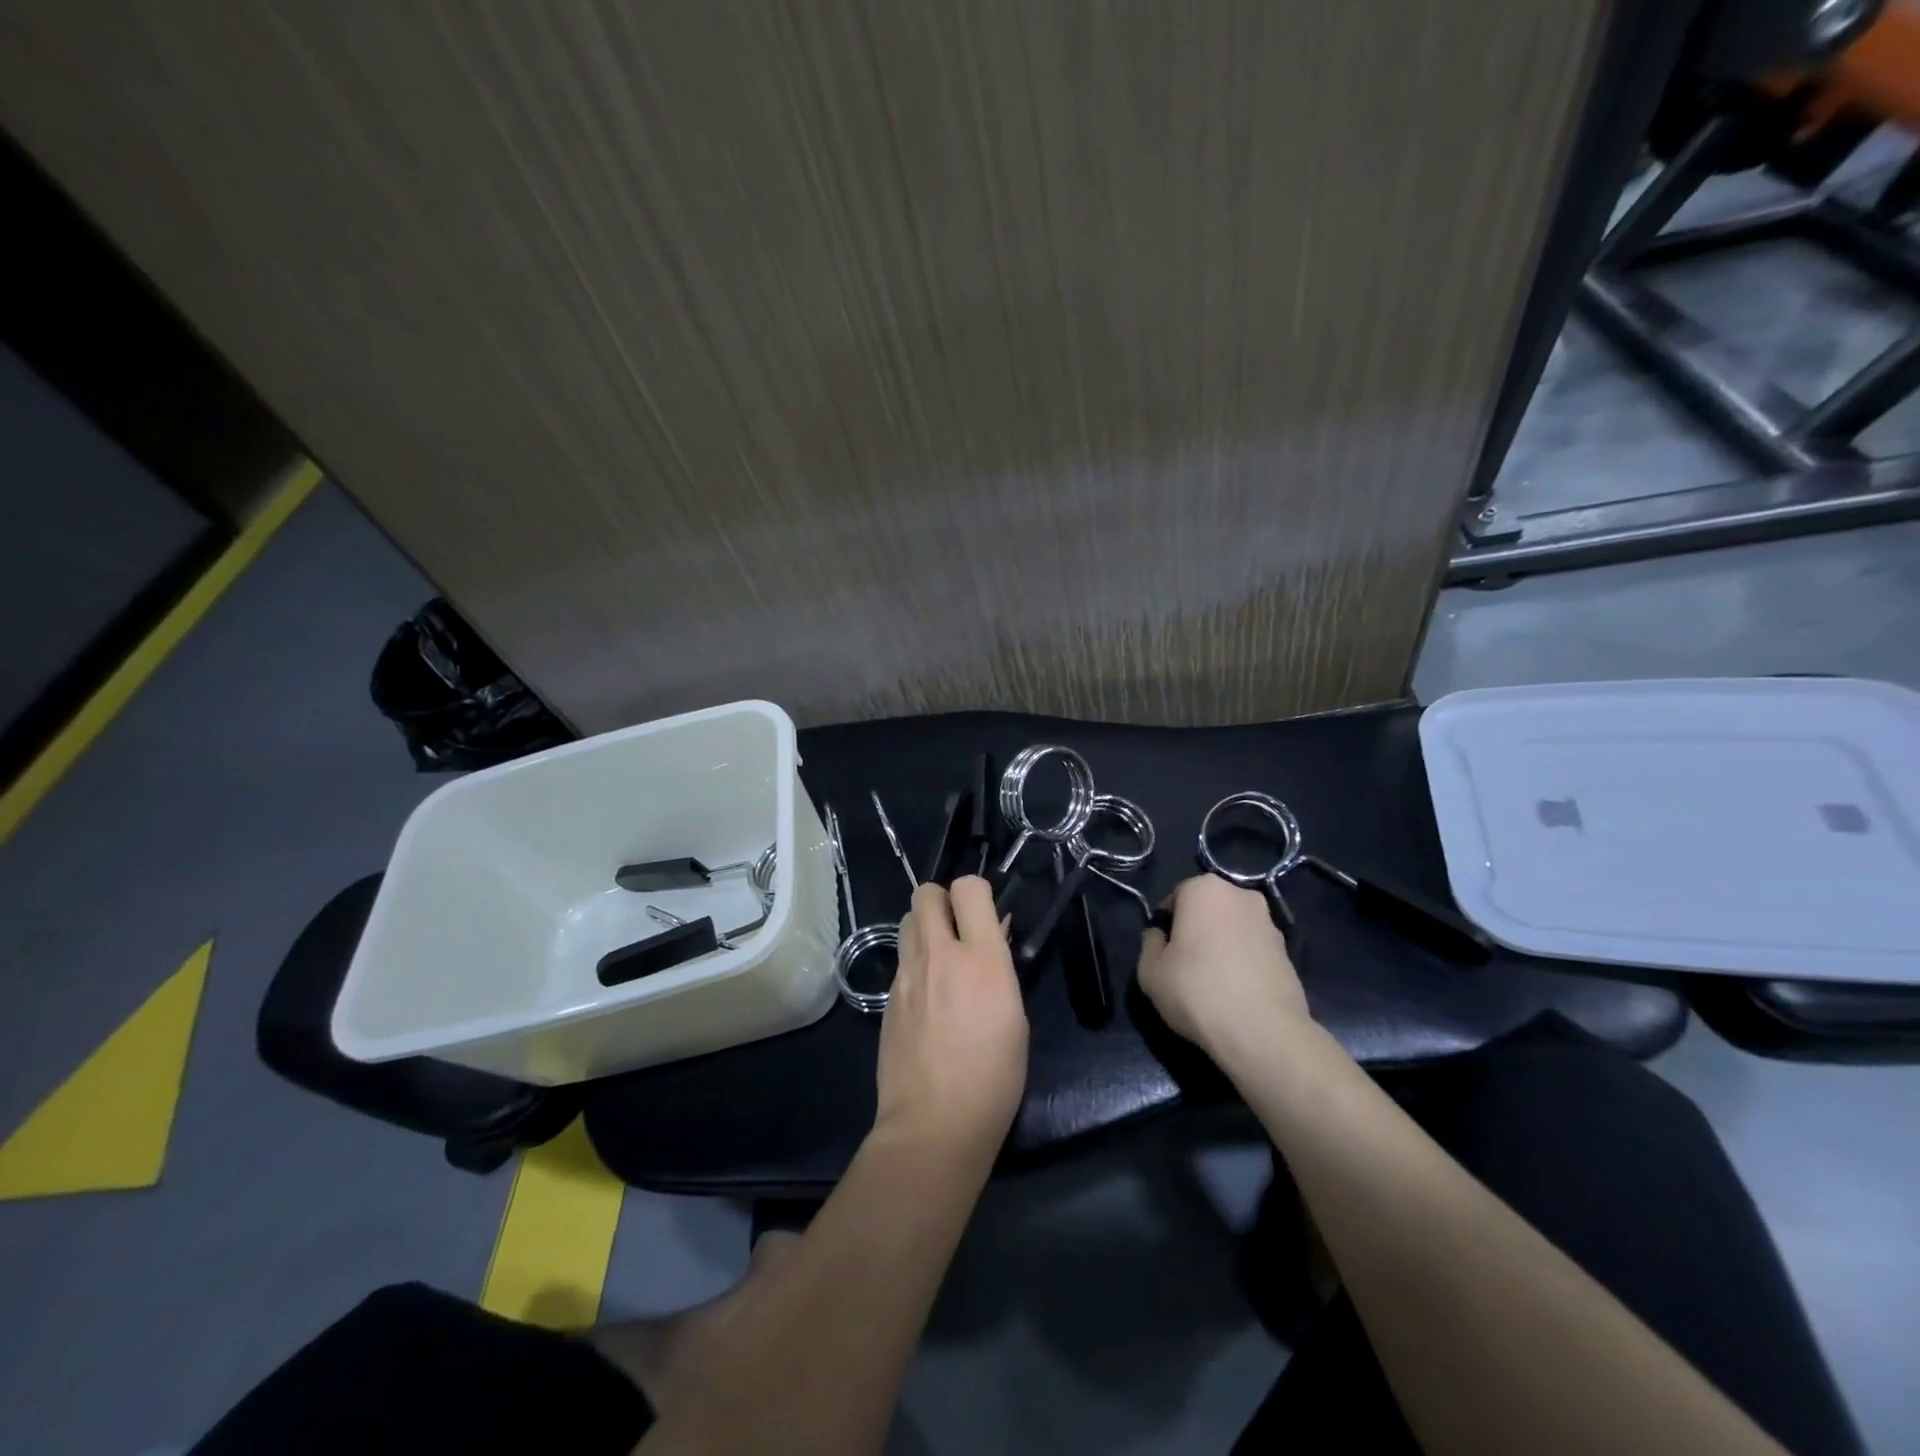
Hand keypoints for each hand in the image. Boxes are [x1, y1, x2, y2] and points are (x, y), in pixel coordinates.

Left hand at [874, 877, 1029, 1160]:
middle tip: (959, 929)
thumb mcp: (1015, 1017)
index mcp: (981, 959)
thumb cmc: (993, 1077)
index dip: (976, 892)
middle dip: (943, 900)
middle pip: (926, 892)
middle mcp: (939, 955)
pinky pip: (901, 959)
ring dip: (924, 926)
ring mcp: (907, 974)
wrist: (934, 1124)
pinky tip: (927, 995)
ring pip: (907, 920)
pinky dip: (915, 962)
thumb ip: (999, 967)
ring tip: (941, 956)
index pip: (968, 888)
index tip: (985, 913)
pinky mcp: (887, 997)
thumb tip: (993, 937)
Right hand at [1137, 875, 1310, 1054]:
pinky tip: (1236, 992)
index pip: (1175, 898)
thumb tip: (1160, 936)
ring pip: (1233, 930)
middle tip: (1185, 965)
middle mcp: (1241, 895)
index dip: (1166, 926)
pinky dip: (1243, 963)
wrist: (1263, 1031)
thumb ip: (1150, 944)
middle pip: (1208, 910)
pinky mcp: (1289, 953)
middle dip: (1196, 931)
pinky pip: (1254, 951)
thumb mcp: (1149, 971)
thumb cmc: (1197, 990)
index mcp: (1205, 888)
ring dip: (1221, 946)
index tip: (1163, 953)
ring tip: (1213, 983)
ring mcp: (1270, 923)